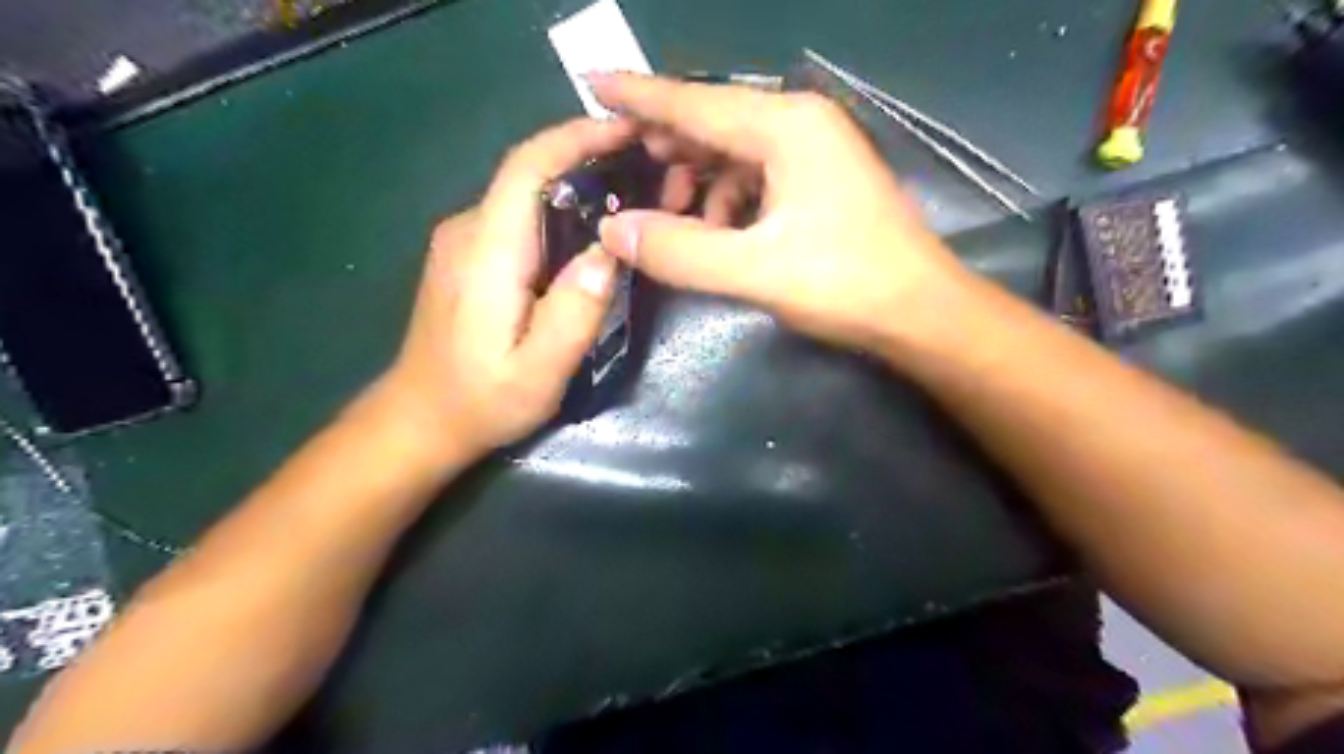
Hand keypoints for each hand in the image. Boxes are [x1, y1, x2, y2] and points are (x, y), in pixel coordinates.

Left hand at [369, 115, 634, 464]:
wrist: (419, 418)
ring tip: (631, 199)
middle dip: (588, 159)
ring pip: (527, 193)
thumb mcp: (538, 373)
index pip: (527, 168)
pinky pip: (520, 216)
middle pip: (530, 173)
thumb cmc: (481, 400)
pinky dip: (560, 210)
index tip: (627, 130)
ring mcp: (464, 240)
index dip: (575, 138)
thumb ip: (574, 313)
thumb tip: (610, 252)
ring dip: (577, 185)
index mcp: (487, 251)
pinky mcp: (469, 255)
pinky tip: (591, 234)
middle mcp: (469, 230)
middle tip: (648, 171)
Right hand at [592, 75, 973, 349]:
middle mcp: (800, 124)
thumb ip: (680, 249)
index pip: (695, 103)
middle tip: (625, 172)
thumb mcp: (755, 269)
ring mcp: (814, 151)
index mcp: (786, 126)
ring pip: (734, 151)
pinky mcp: (819, 180)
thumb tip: (613, 232)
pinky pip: (756, 175)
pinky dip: (727, 198)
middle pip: (714, 122)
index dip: (640, 95)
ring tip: (671, 217)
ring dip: (697, 180)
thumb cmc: (845, 284)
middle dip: (667, 146)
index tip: (591, 80)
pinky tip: (716, 231)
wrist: (920, 312)